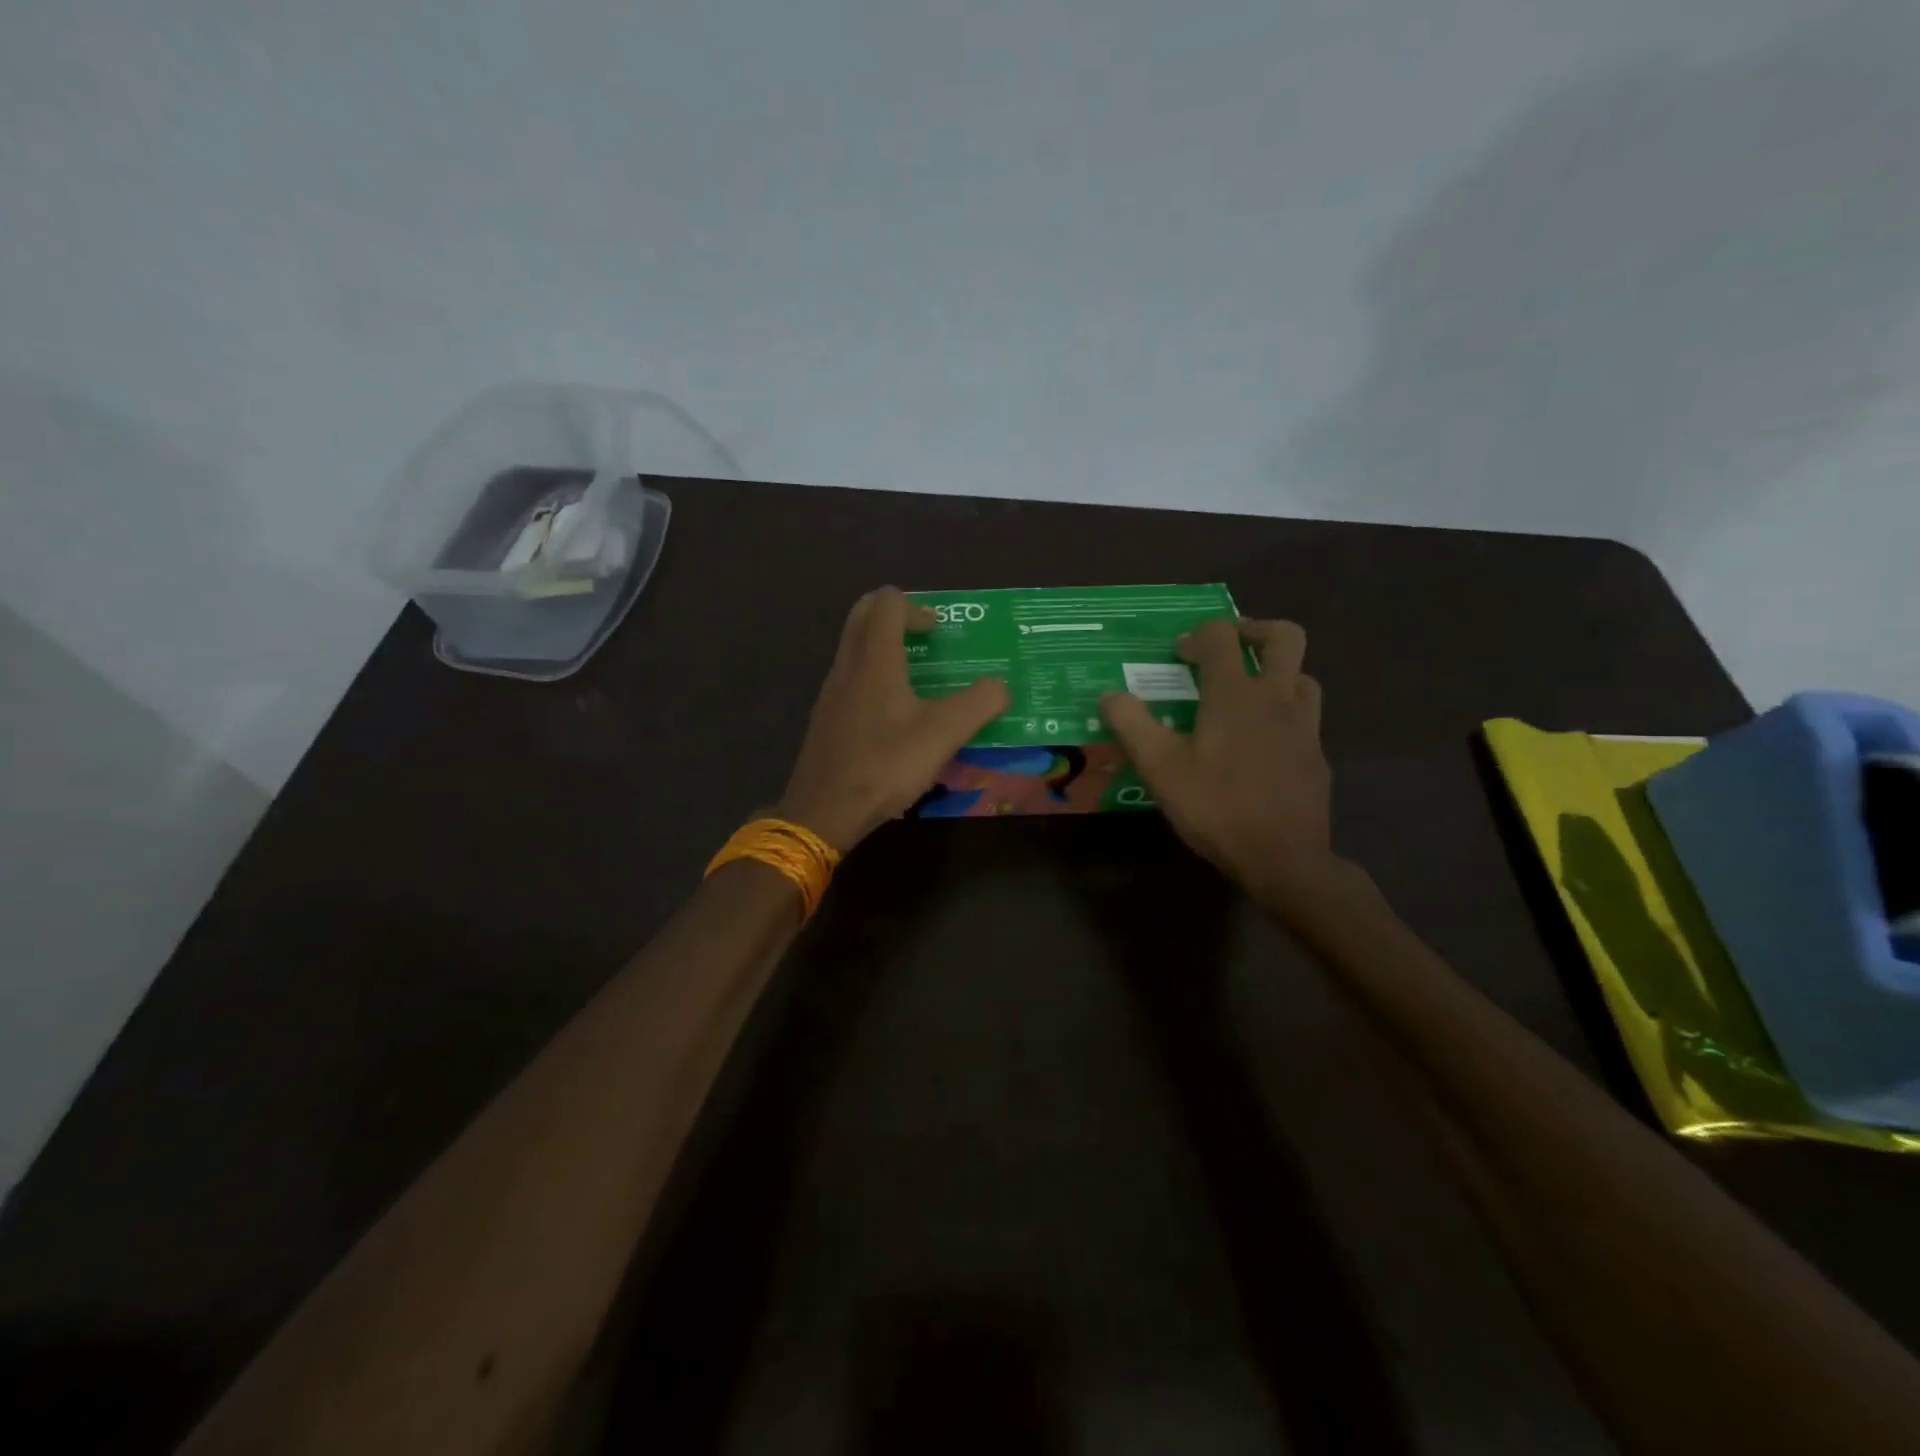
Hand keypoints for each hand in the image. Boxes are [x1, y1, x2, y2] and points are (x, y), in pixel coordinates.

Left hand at [777, 588, 1010, 851]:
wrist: (824, 811)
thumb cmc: (885, 766)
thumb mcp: (943, 735)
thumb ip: (978, 704)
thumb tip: (1000, 686)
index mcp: (875, 660)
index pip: (887, 603)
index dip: (916, 607)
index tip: (939, 633)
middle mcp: (847, 666)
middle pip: (863, 615)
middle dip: (895, 616)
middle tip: (925, 639)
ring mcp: (831, 693)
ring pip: (853, 648)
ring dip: (883, 648)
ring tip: (916, 678)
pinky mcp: (825, 718)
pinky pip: (849, 679)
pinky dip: (872, 677)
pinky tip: (894, 716)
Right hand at [1100, 618, 1336, 908]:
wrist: (1283, 858)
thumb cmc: (1216, 807)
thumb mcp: (1160, 768)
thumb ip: (1132, 725)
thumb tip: (1109, 696)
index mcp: (1235, 695)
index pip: (1221, 638)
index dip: (1197, 636)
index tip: (1178, 655)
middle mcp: (1276, 698)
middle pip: (1284, 637)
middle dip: (1253, 631)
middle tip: (1227, 649)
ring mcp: (1304, 726)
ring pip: (1301, 675)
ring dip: (1275, 672)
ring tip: (1247, 694)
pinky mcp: (1316, 755)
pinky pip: (1305, 716)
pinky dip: (1284, 712)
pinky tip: (1262, 742)